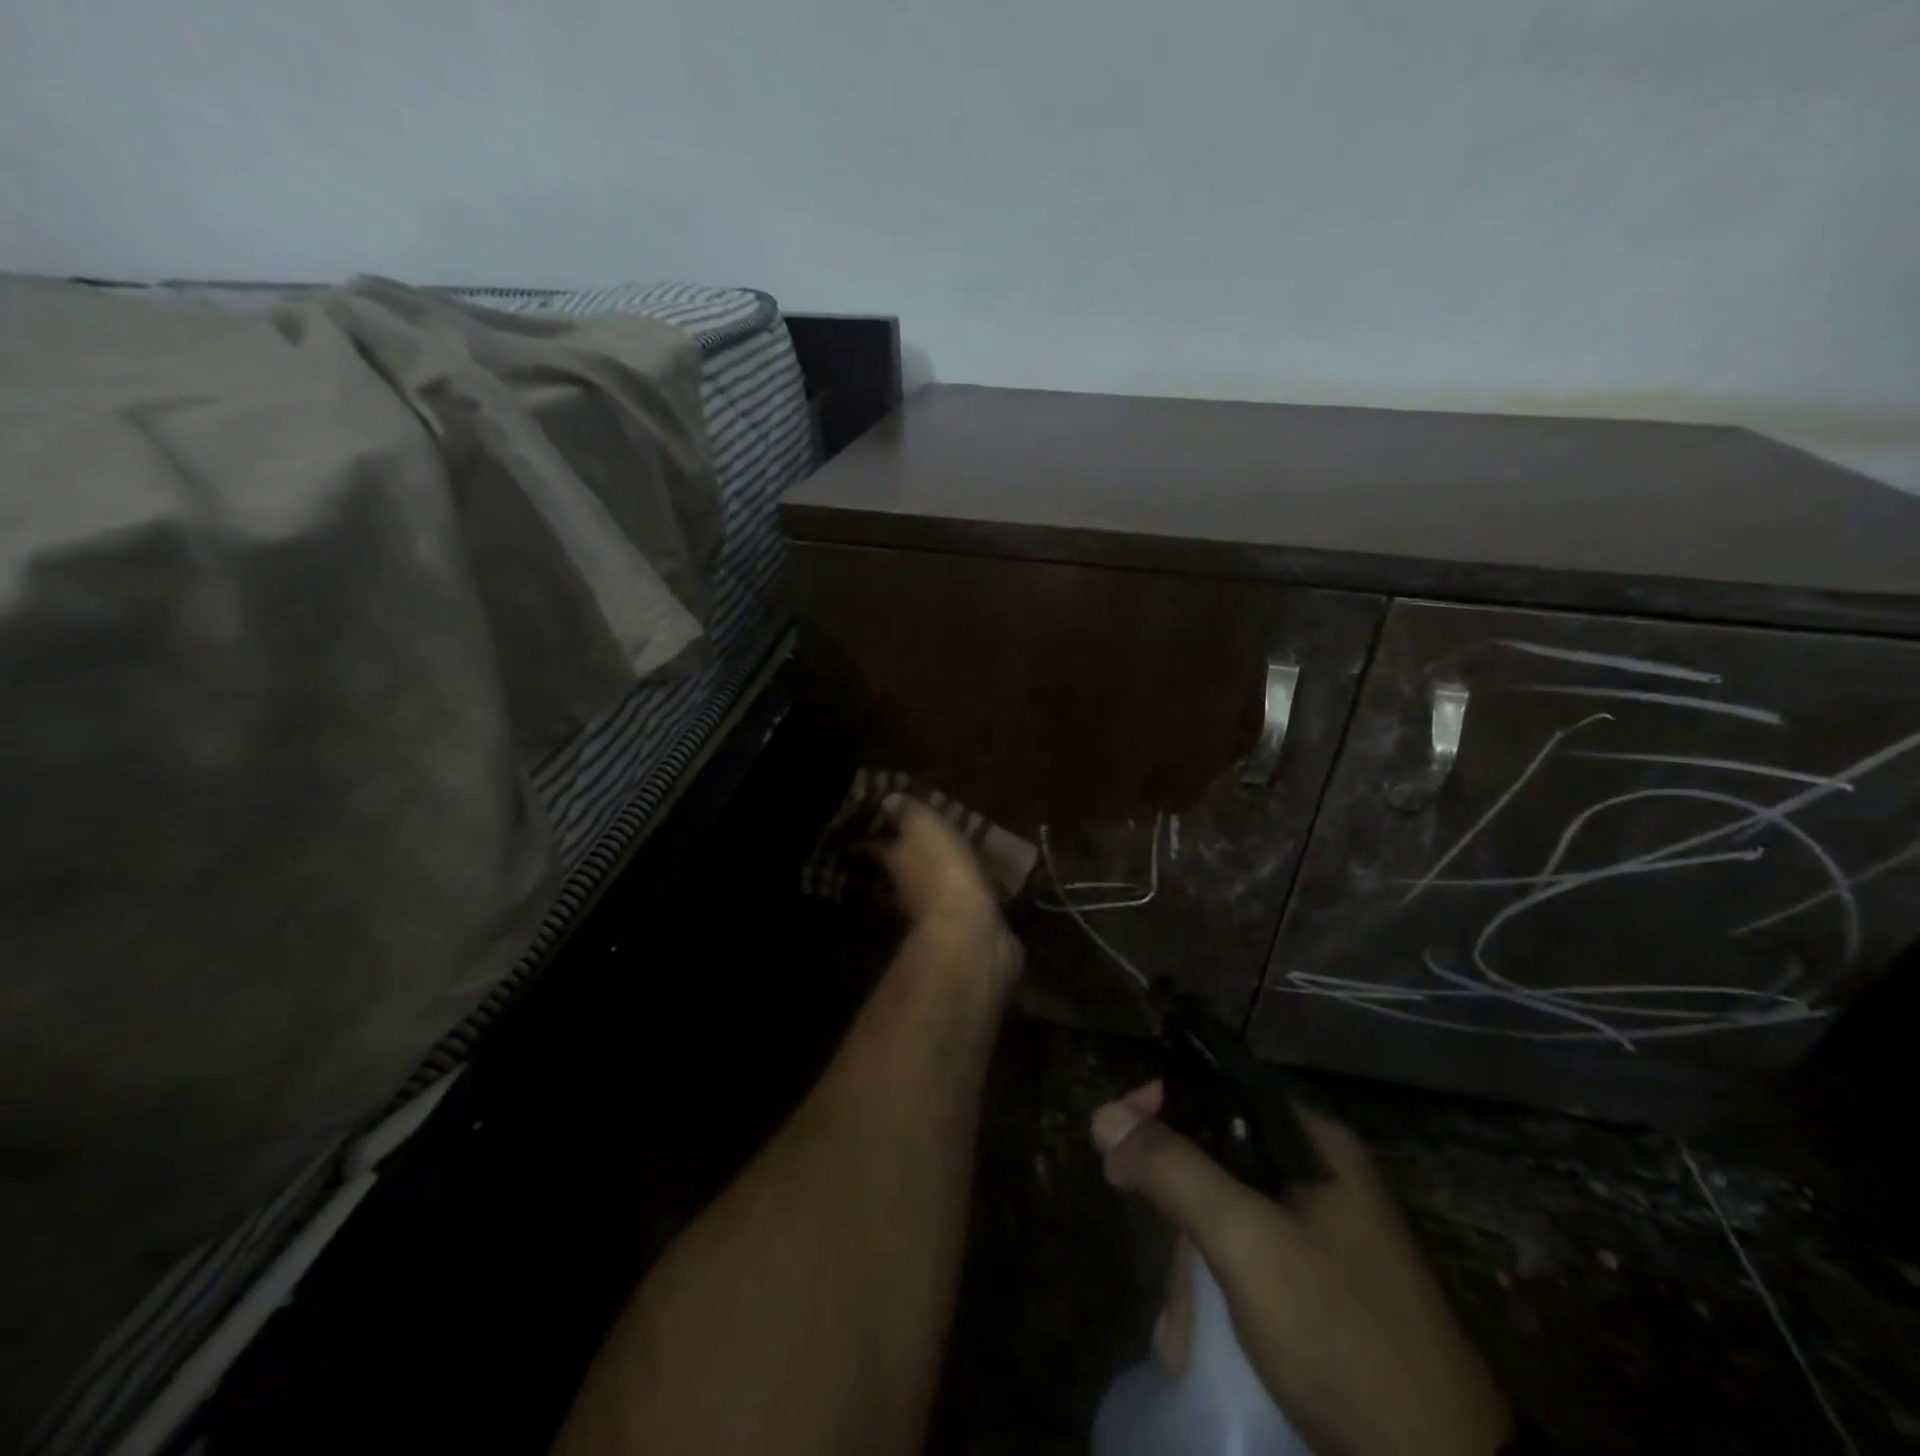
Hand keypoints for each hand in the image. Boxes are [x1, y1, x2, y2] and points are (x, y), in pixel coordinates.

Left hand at [870, 794, 1022, 987]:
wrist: (970, 935)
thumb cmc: (942, 872)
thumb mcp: (924, 828)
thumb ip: (907, 813)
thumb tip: (886, 800)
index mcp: (895, 862)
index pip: (874, 847)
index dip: (871, 839)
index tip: (867, 833)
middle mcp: (906, 891)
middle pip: (898, 872)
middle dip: (902, 861)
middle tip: (910, 848)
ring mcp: (933, 915)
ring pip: (927, 893)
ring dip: (933, 883)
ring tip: (946, 868)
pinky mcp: (963, 931)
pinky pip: (960, 910)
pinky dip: (962, 901)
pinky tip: (975, 894)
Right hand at [1092, 1082, 1510, 1455]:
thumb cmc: (1342, 1336)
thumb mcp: (1247, 1243)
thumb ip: (1174, 1170)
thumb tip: (1104, 1115)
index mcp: (1314, 1142)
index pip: (1220, 1085)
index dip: (1162, 1100)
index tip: (1113, 1132)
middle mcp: (1318, 1173)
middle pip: (1216, 1148)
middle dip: (1170, 1193)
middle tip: (1125, 1205)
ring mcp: (1321, 1233)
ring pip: (1225, 1210)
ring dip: (1187, 1261)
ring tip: (1176, 1328)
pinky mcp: (1318, 1285)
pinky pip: (1245, 1257)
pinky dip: (1213, 1288)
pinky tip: (1194, 1339)